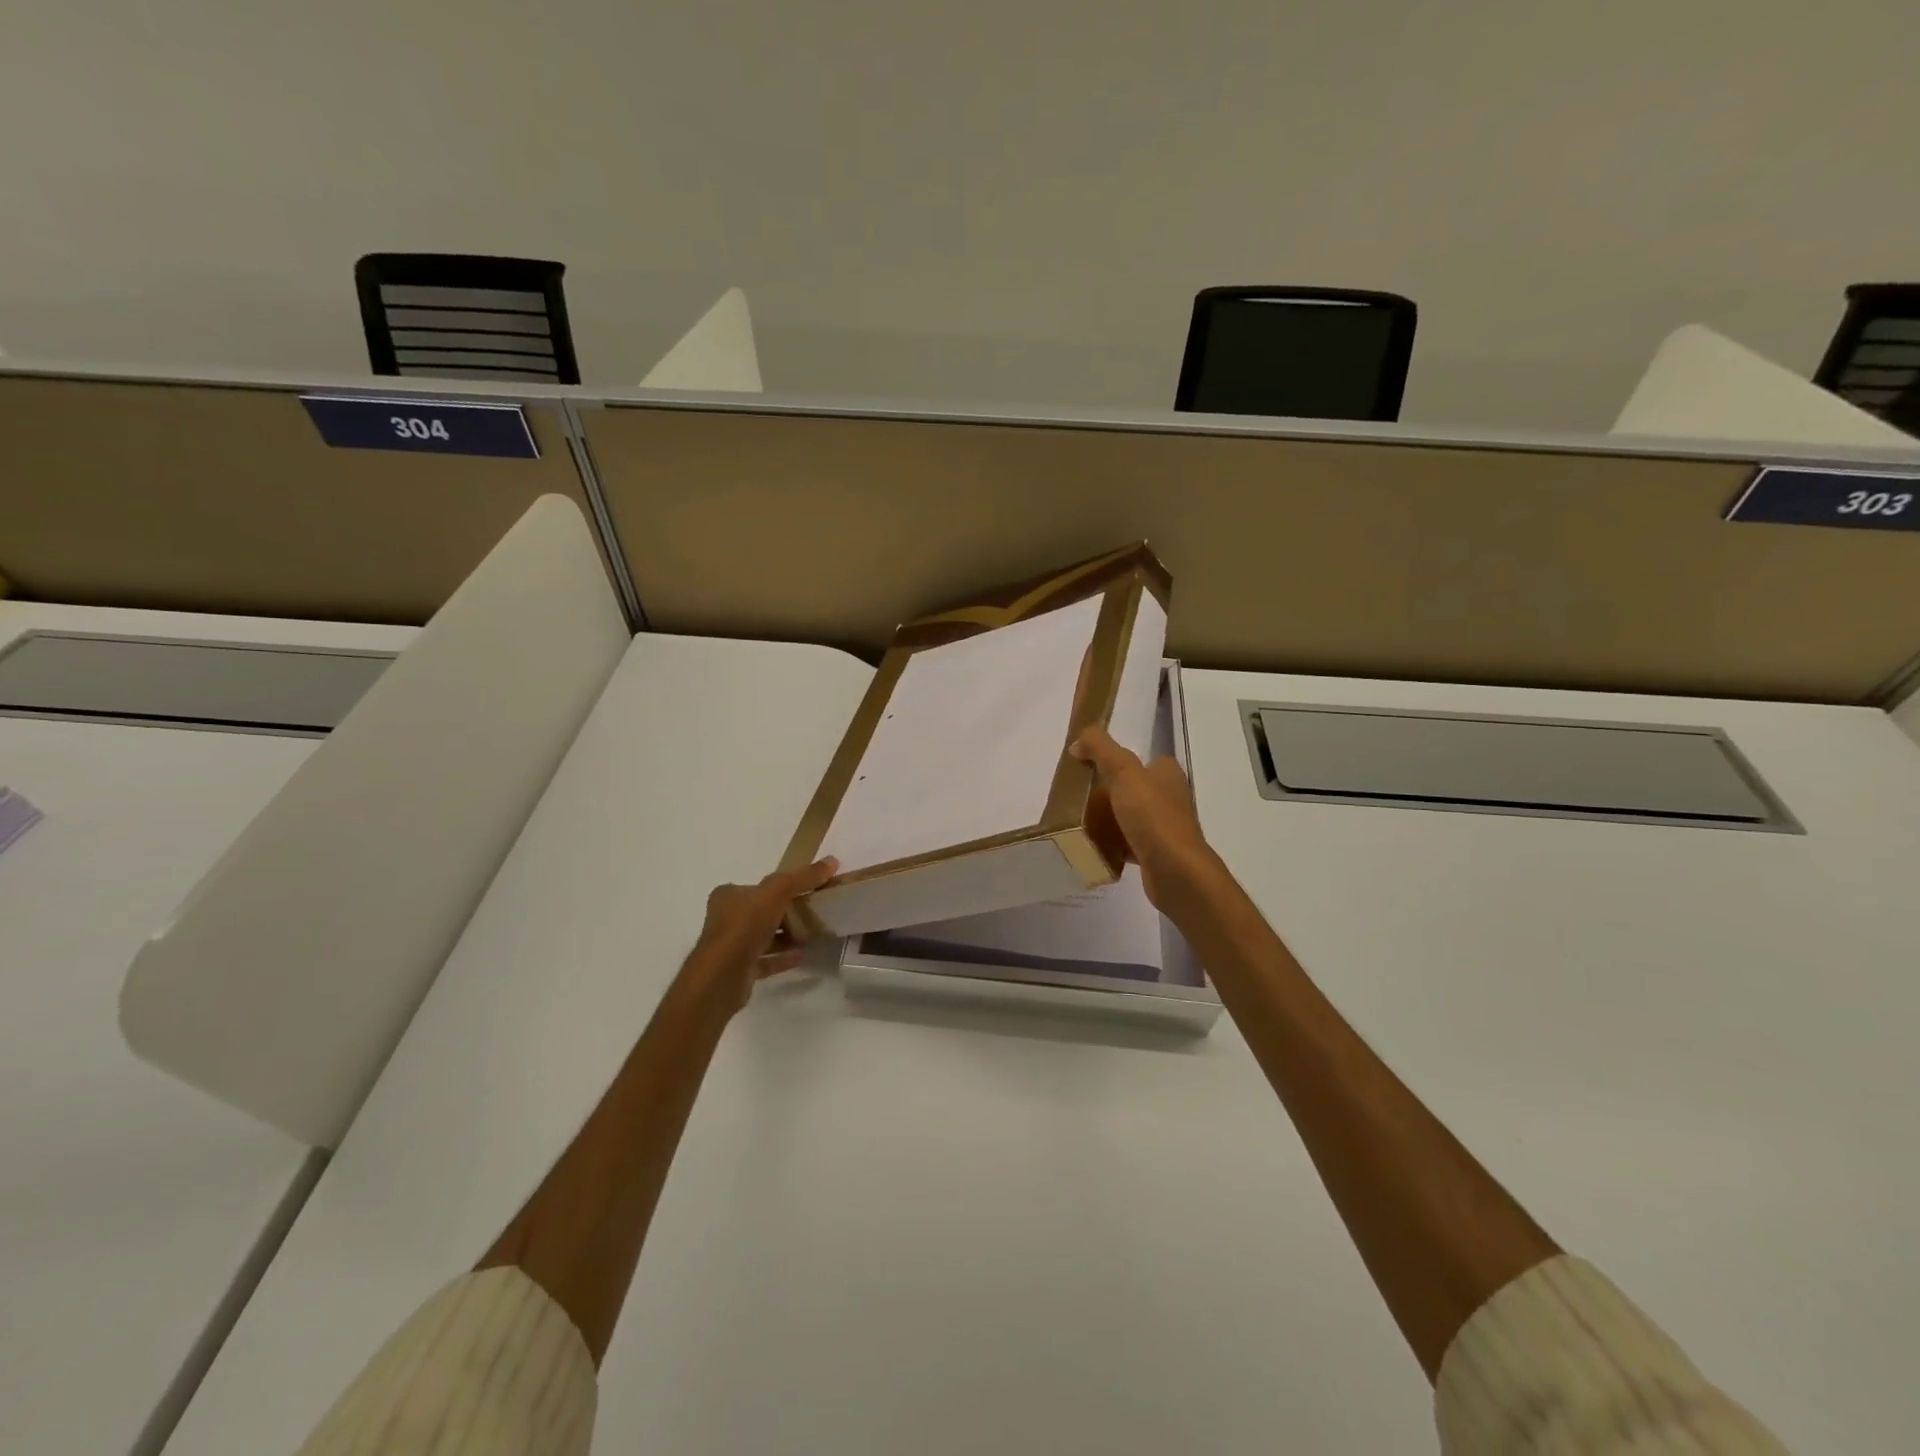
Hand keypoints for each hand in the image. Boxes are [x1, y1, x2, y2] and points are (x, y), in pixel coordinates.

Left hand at [684, 857, 837, 1010]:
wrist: (722, 976)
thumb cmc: (744, 926)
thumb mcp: (776, 892)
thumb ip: (802, 877)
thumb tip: (832, 861)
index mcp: (728, 896)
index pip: (757, 886)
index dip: (781, 886)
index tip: (806, 890)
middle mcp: (726, 919)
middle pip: (762, 911)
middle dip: (787, 911)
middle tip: (814, 911)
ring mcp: (731, 946)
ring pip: (764, 936)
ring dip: (786, 935)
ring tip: (813, 933)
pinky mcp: (739, 970)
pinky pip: (766, 960)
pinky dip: (783, 957)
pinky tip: (802, 955)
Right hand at [1071, 725, 1216, 909]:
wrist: (1176, 872)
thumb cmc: (1152, 817)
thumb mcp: (1124, 772)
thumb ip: (1100, 749)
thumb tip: (1078, 742)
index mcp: (1167, 774)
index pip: (1143, 760)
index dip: (1118, 761)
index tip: (1090, 768)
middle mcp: (1170, 798)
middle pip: (1133, 789)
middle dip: (1108, 793)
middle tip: (1079, 798)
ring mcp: (1165, 828)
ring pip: (1130, 818)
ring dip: (1108, 820)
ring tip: (1081, 822)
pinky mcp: (1157, 854)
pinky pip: (1129, 844)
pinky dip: (1112, 845)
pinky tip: (1094, 847)